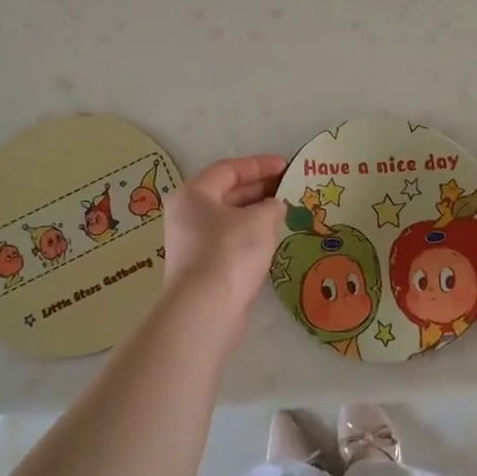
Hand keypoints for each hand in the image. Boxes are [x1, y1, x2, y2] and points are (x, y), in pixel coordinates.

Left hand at [160, 155, 287, 315]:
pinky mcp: (201, 267)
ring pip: (229, 219)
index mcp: (193, 194)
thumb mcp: (260, 220)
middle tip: (289, 187)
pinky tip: (271, 239)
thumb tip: (274, 206)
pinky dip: (250, 235)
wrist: (205, 310)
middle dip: (259, 189)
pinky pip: (229, 241)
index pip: (229, 169)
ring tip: (285, 212)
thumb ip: (272, 206)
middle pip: (227, 193)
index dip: (260, 165)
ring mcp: (191, 243)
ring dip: (256, 214)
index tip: (286, 165)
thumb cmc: (230, 253)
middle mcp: (187, 215)